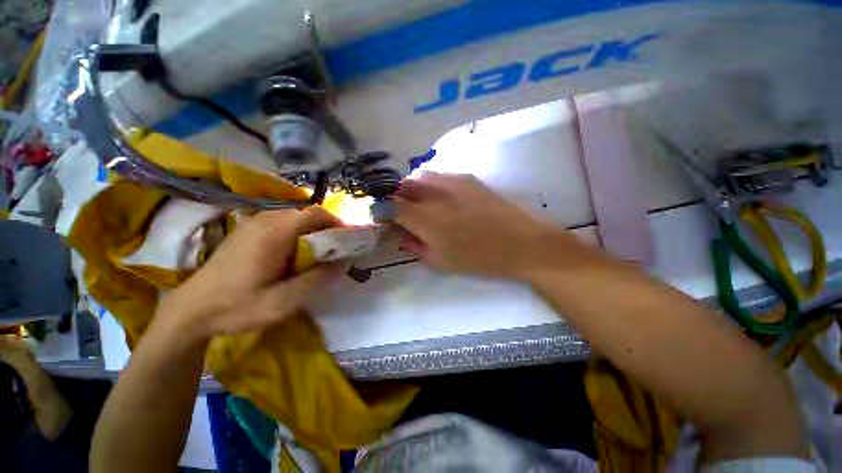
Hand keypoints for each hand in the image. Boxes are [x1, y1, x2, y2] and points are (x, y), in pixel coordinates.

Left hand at [158, 207, 343, 338]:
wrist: (191, 310)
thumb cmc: (237, 306)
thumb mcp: (283, 301)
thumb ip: (316, 279)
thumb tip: (342, 264)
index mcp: (274, 232)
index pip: (316, 214)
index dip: (337, 223)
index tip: (348, 240)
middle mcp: (265, 220)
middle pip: (307, 214)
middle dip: (327, 229)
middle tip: (336, 250)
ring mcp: (254, 223)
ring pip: (296, 217)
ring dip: (313, 231)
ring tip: (319, 253)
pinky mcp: (248, 230)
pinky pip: (283, 223)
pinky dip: (298, 233)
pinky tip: (295, 253)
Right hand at [394, 173, 586, 278]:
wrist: (522, 243)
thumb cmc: (479, 258)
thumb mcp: (441, 262)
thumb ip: (416, 247)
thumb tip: (403, 236)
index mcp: (425, 218)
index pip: (391, 207)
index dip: (382, 211)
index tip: (382, 217)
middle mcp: (435, 194)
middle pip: (403, 186)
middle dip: (395, 196)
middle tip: (398, 209)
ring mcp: (452, 182)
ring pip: (420, 177)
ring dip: (412, 188)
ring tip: (418, 202)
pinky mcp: (468, 179)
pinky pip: (440, 176)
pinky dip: (431, 185)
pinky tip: (440, 197)